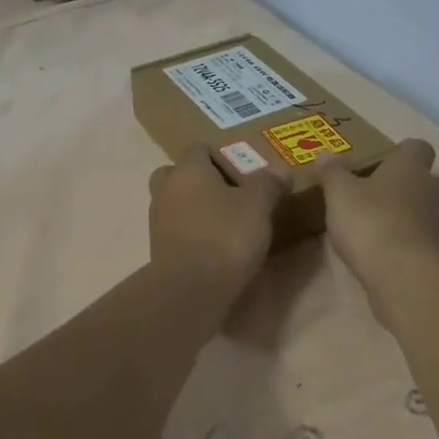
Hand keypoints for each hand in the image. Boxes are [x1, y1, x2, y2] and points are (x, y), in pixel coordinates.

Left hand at [148, 144, 285, 295]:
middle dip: (199, 181)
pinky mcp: (159, 250)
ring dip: (195, 208)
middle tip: (228, 193)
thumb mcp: (258, 205)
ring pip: (175, 203)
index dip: (220, 155)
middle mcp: (166, 190)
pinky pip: (177, 231)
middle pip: (177, 174)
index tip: (243, 171)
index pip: (198, 148)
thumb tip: (280, 170)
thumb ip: (268, 184)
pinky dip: (192, 233)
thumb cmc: (225, 236)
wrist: (191, 290)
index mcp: (187, 170)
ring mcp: (158, 222)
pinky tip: (215, 246)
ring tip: (226, 222)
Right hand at [318, 139, 438, 320]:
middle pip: (422, 179)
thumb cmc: (371, 221)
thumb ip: (332, 172)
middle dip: (401, 186)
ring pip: (424, 210)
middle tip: (371, 195)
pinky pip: (422, 239)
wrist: (404, 275)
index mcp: (411, 166)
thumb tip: (324, 154)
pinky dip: (406, 242)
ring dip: (404, 215)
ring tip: (373, 227)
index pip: (417, 147)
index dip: (400, 153)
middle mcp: (433, 189)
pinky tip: (382, 253)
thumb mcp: (340, 193)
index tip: (379, 163)